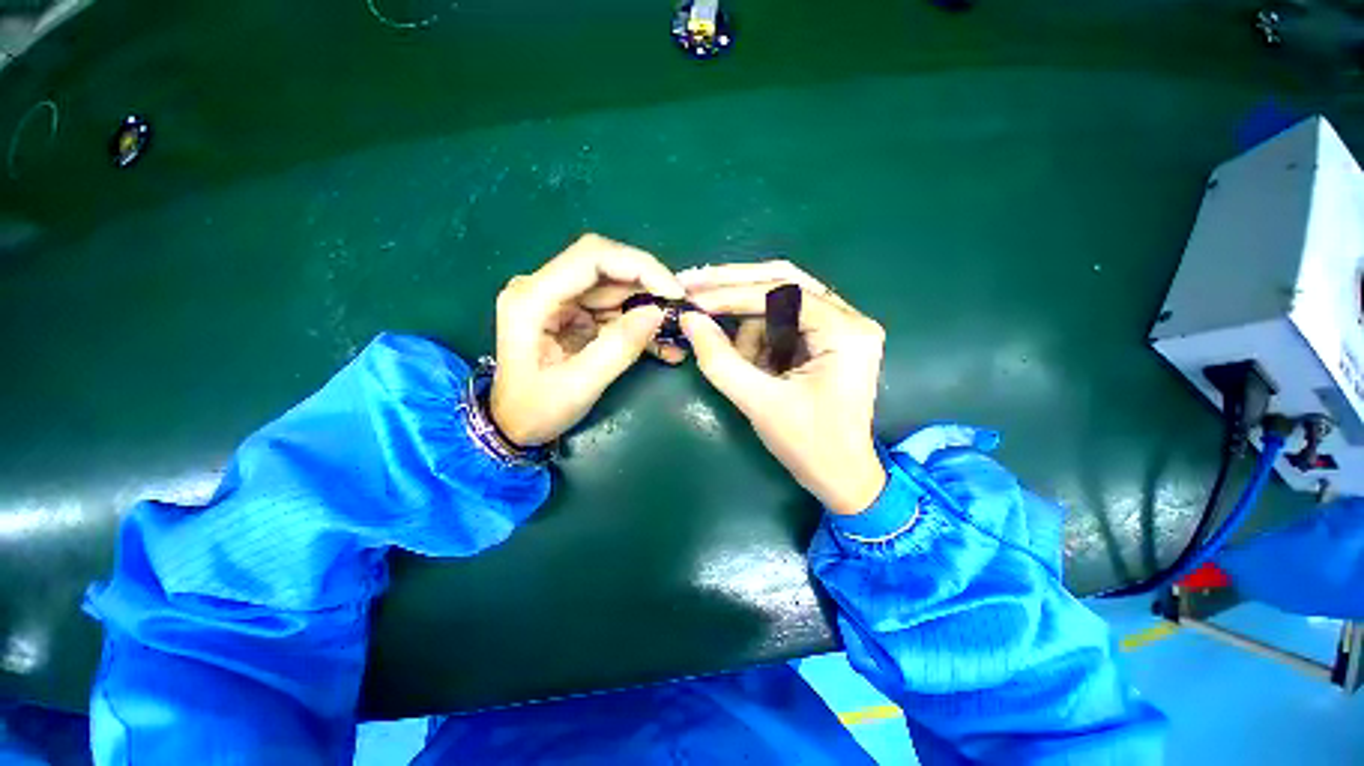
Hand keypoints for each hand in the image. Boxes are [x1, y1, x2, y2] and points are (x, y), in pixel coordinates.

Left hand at [490, 234, 684, 445]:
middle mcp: (543, 288)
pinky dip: (639, 322)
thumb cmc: (535, 410)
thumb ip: (618, 347)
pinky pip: (613, 308)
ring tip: (676, 333)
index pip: (591, 257)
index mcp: (532, 298)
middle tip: (680, 311)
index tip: (674, 292)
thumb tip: (657, 313)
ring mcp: (558, 300)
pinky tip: (662, 343)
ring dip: (648, 306)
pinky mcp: (572, 313)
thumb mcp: (578, 385)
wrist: (513, 426)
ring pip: (614, 287)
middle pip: (606, 267)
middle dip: (649, 286)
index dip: (639, 266)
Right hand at [679, 262, 886, 514]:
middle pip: (783, 280)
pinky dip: (759, 338)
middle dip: (734, 286)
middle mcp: (850, 318)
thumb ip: (720, 360)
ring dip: (749, 328)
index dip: (732, 293)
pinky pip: (782, 322)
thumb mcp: (758, 403)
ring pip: (779, 302)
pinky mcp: (827, 338)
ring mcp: (841, 326)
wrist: (840, 476)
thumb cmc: (807, 445)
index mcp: (845, 332)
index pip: (782, 292)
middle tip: (692, 283)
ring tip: (740, 363)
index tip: (693, 298)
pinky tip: (755, 365)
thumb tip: (689, 320)